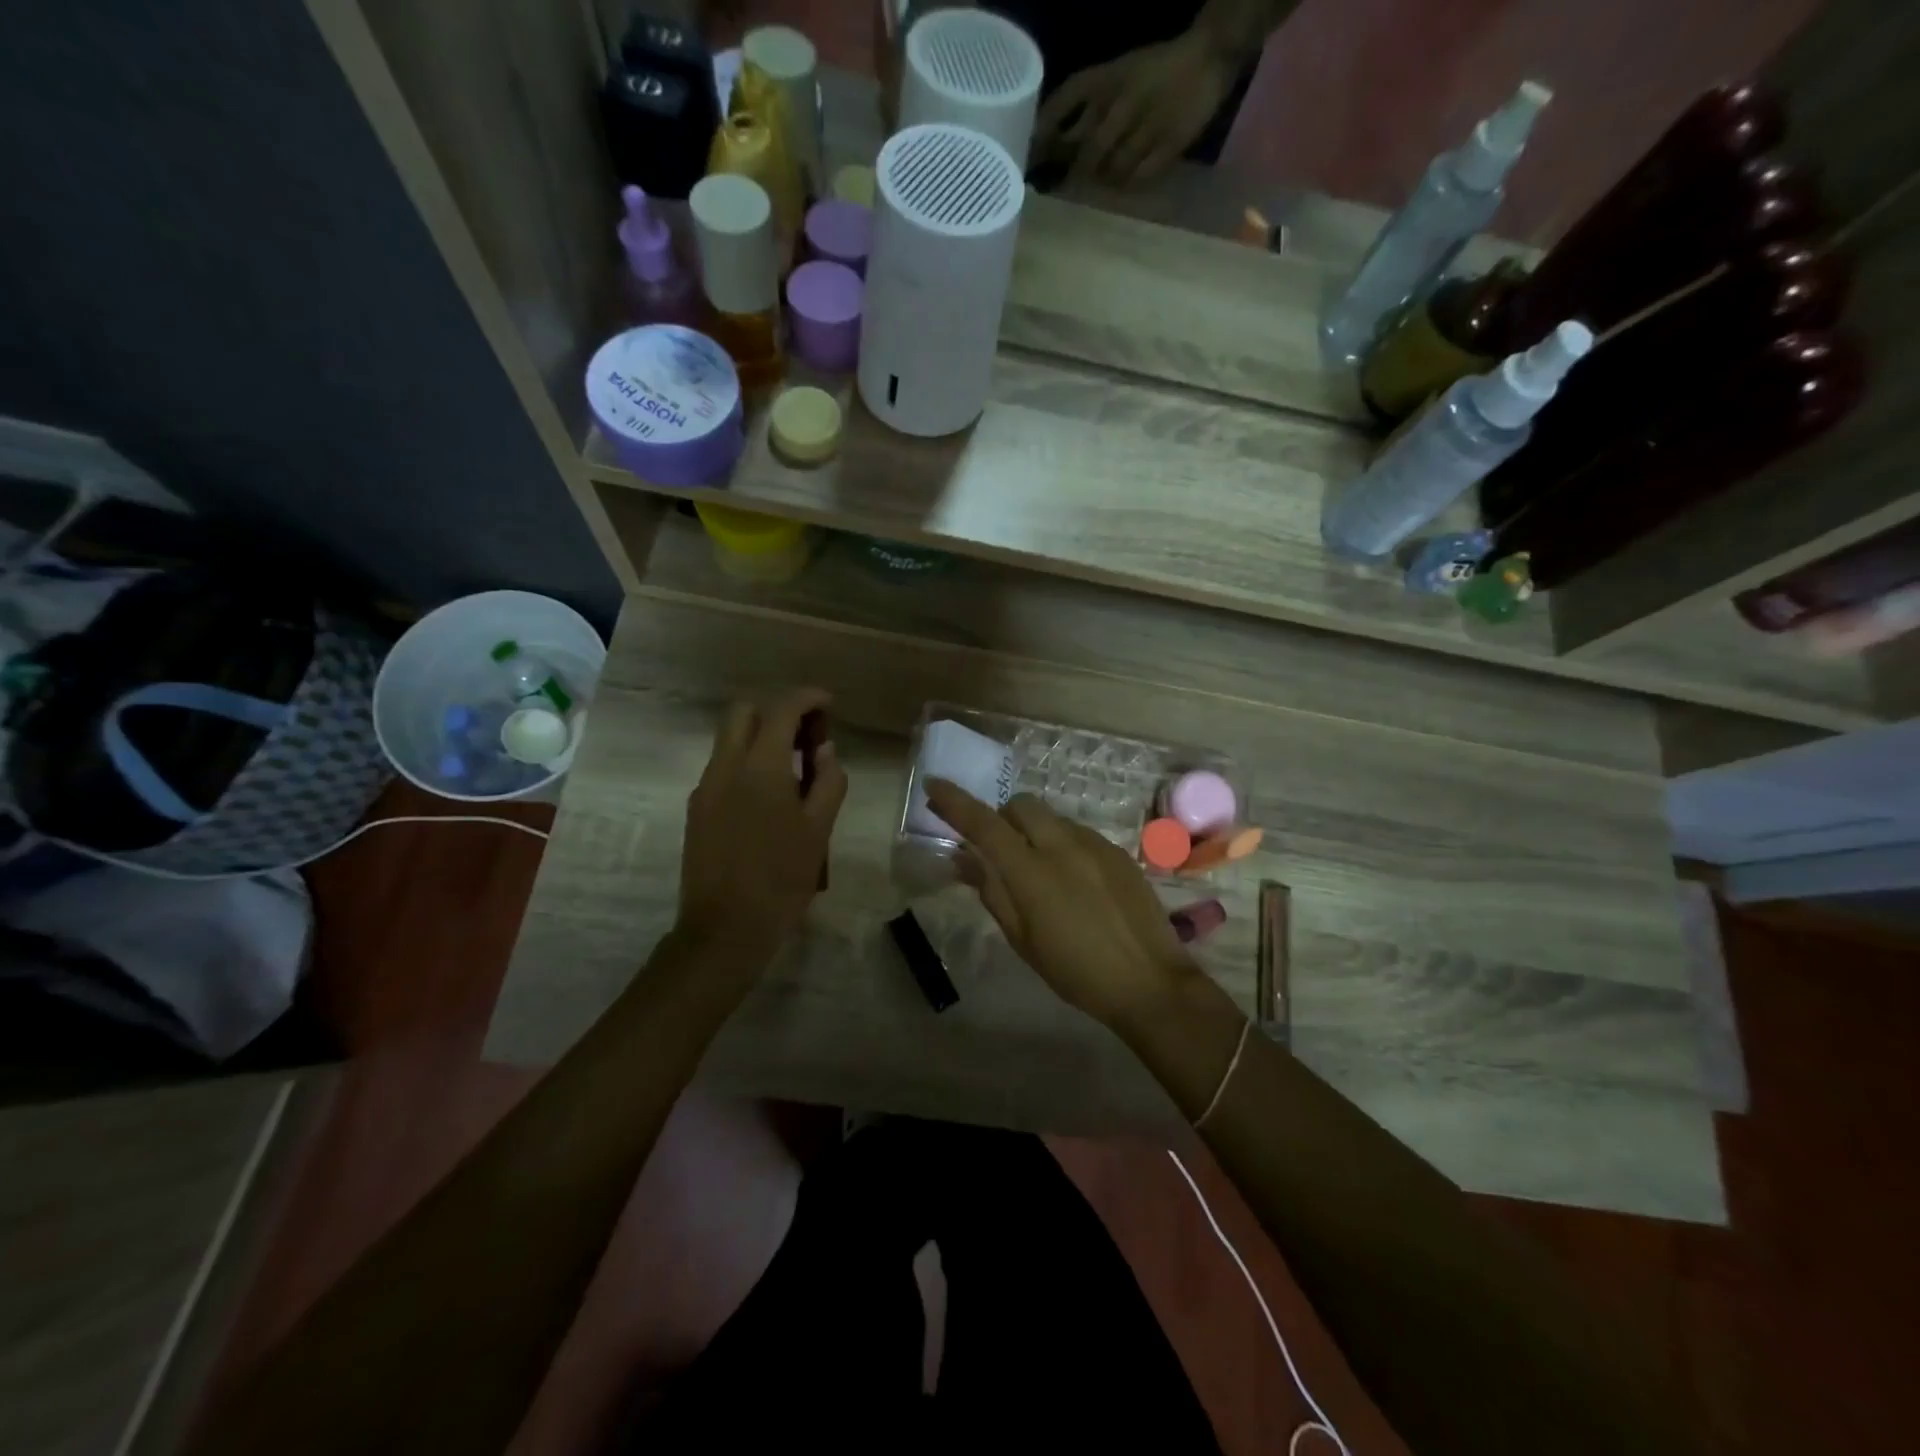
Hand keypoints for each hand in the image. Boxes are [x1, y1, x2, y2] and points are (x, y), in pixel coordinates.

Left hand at [677, 688, 847, 956]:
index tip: (827, 703)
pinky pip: (722, 768)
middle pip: (744, 713)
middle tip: (806, 737)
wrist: (724, 929)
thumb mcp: (819, 830)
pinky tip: (768, 797)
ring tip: (793, 770)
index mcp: (761, 767)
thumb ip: (827, 782)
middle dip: (777, 712)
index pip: (782, 710)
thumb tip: (825, 751)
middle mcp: (726, 766)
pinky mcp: (697, 809)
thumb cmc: (782, 879)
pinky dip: (747, 763)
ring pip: (729, 740)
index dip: (807, 698)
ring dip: (760, 738)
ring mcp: (706, 787)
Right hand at [925, 779, 1199, 1028]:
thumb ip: (992, 892)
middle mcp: (1062, 845)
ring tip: (1042, 871)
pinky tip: (1075, 880)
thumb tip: (963, 858)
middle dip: (1003, 817)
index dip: (955, 802)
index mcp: (1031, 872)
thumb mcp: (1022, 940)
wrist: (1149, 982)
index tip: (934, 785)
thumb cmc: (1075, 972)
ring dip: (1035, 831)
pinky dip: (1063, 843)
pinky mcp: (1117, 851)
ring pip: (1052, 817)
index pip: (984, 824)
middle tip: (1001, 849)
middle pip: (1021, 804)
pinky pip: (1078, 832)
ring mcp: (1094, 844)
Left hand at [1035, 30, 1238, 187]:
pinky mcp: (1170, 143)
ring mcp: (1148, 123)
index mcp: (1108, 77)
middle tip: (1069, 188)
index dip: (1046, 129)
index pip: (1067, 99)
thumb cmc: (1153, 72)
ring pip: (1113, 170)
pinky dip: (1129, 184)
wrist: (1208, 56)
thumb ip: (1083, 112)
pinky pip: (1139, 178)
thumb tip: (1048, 149)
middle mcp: (1125, 100)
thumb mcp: (1115, 79)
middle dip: (1078, 174)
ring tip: (1104, 184)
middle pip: (1090, 151)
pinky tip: (1127, 182)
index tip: (1030, 157)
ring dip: (1105, 182)